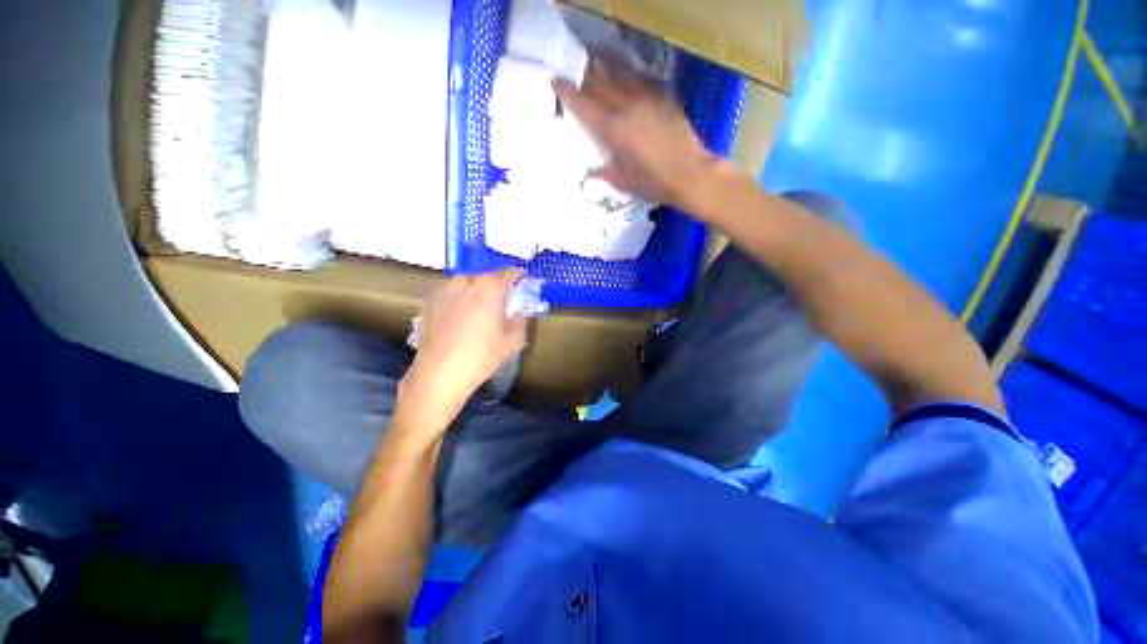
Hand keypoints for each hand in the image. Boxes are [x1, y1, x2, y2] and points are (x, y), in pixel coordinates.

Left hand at [402, 269, 528, 417]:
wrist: (439, 373)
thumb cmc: (482, 356)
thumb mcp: (513, 341)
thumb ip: (521, 322)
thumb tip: (520, 314)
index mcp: (490, 287)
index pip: (509, 272)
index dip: (518, 275)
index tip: (523, 280)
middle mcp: (466, 282)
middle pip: (485, 276)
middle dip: (496, 283)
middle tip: (502, 298)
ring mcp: (444, 291)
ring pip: (465, 283)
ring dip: (475, 290)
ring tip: (479, 306)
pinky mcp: (428, 303)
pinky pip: (450, 294)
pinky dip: (458, 299)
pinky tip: (459, 316)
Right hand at [553, 61, 716, 210]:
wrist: (690, 174)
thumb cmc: (653, 183)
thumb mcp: (623, 182)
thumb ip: (605, 172)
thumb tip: (593, 170)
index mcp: (612, 129)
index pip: (583, 104)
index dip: (567, 91)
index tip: (556, 82)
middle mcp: (626, 107)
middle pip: (599, 83)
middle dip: (584, 80)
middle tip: (576, 81)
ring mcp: (646, 99)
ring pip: (619, 77)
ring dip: (605, 74)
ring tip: (598, 75)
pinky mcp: (663, 98)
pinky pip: (639, 81)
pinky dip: (627, 80)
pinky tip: (626, 85)